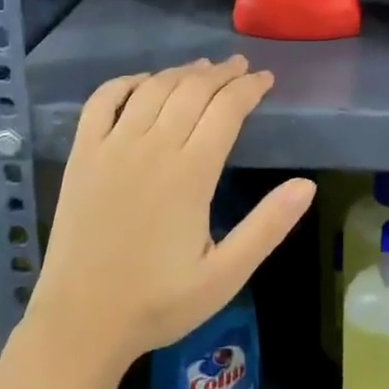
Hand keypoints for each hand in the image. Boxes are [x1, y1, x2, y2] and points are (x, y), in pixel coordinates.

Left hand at [30, 56, 314, 368]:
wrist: (81, 321)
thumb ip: (267, 226)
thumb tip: (307, 185)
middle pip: (192, 90)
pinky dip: (125, 82)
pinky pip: (101, 101)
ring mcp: (112, 147)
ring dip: (181, 72)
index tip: (266, 79)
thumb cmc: (159, 302)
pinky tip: (143, 81)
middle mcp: (152, 148)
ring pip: (152, 89)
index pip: (227, 110)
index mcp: (191, 174)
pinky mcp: (82, 155)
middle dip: (222, 73)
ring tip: (202, 68)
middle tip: (240, 67)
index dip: (249, 88)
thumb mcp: (226, 275)